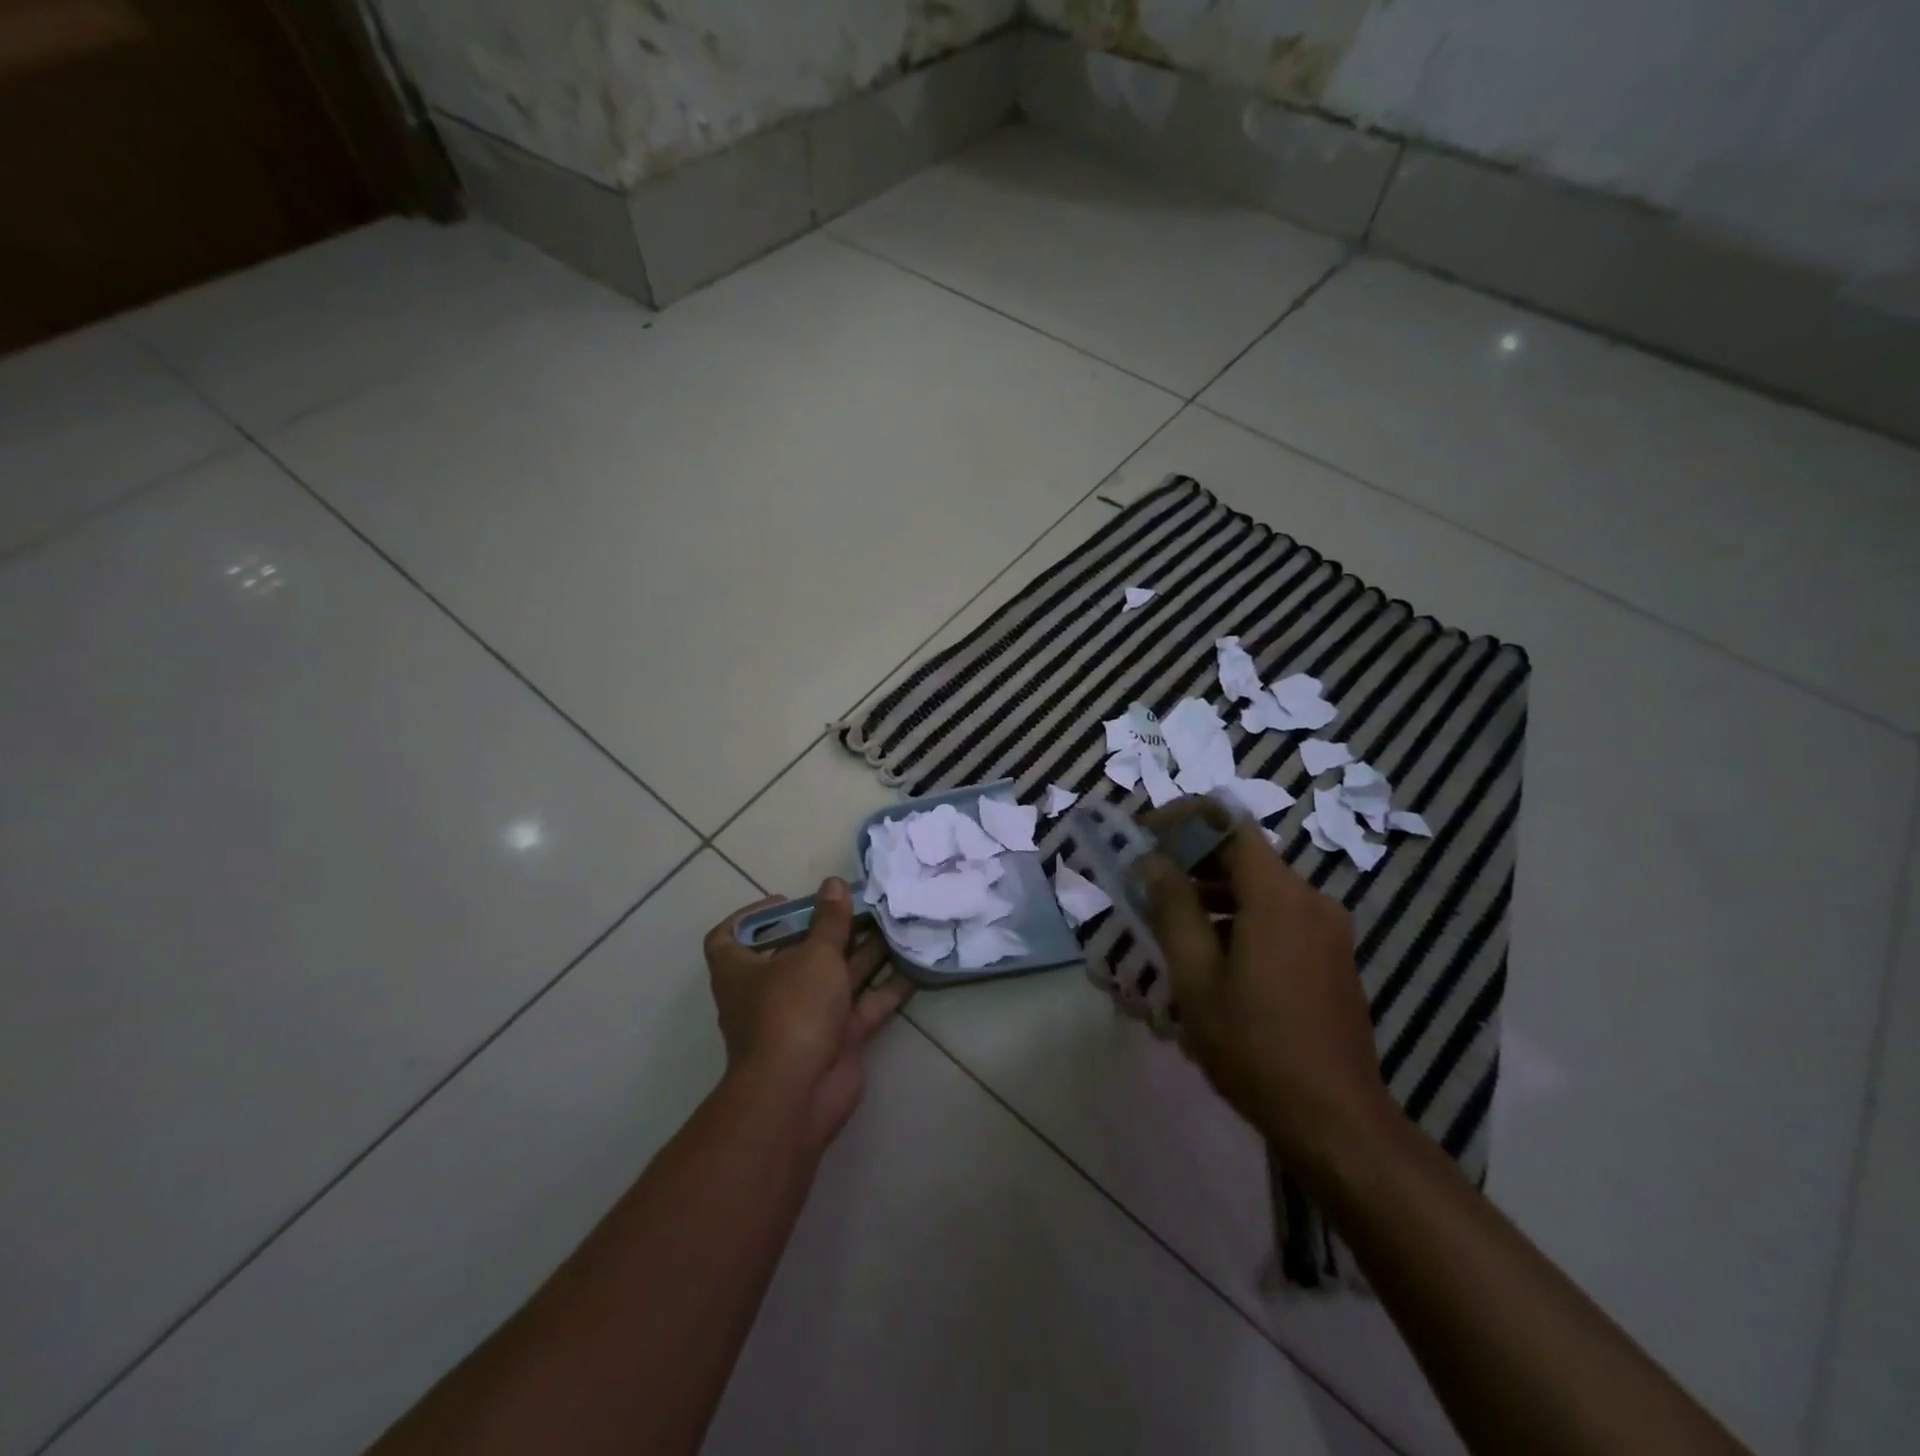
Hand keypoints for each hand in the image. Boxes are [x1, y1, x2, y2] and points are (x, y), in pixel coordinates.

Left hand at [704, 878, 912, 1150]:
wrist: (798, 1093)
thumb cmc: (792, 1010)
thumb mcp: (814, 955)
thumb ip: (829, 920)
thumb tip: (834, 883)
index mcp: (741, 970)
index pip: (728, 937)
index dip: (753, 917)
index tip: (787, 903)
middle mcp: (769, 992)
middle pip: (796, 953)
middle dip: (829, 930)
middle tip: (862, 906)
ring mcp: (803, 1018)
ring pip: (835, 978)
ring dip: (862, 954)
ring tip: (893, 926)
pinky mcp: (834, 1039)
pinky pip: (861, 1007)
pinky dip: (884, 989)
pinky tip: (913, 968)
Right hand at [1137, 801, 1397, 1180]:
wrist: (1335, 1120)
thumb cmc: (1255, 1046)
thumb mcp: (1197, 977)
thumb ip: (1173, 909)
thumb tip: (1152, 862)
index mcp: (1279, 897)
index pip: (1230, 824)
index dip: (1185, 818)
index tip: (1147, 834)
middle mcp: (1311, 900)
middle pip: (1246, 855)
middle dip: (1193, 857)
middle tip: (1147, 878)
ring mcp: (1327, 930)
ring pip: (1261, 887)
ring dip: (1214, 890)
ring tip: (1168, 917)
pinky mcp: (1331, 956)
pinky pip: (1279, 915)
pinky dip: (1240, 915)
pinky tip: (1210, 951)